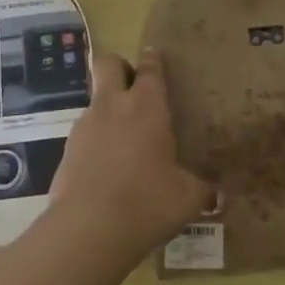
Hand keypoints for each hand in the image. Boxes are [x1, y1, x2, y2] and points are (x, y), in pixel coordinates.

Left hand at [49, 48, 213, 252]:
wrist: (88, 229)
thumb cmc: (148, 202)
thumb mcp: (187, 198)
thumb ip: (203, 190)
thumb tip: (218, 195)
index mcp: (147, 107)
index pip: (150, 68)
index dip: (153, 60)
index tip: (155, 55)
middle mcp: (113, 107)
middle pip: (108, 64)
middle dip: (120, 67)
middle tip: (135, 87)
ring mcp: (84, 127)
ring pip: (95, 101)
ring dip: (108, 110)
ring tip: (126, 140)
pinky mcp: (66, 152)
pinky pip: (84, 135)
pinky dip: (96, 143)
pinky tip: (108, 169)